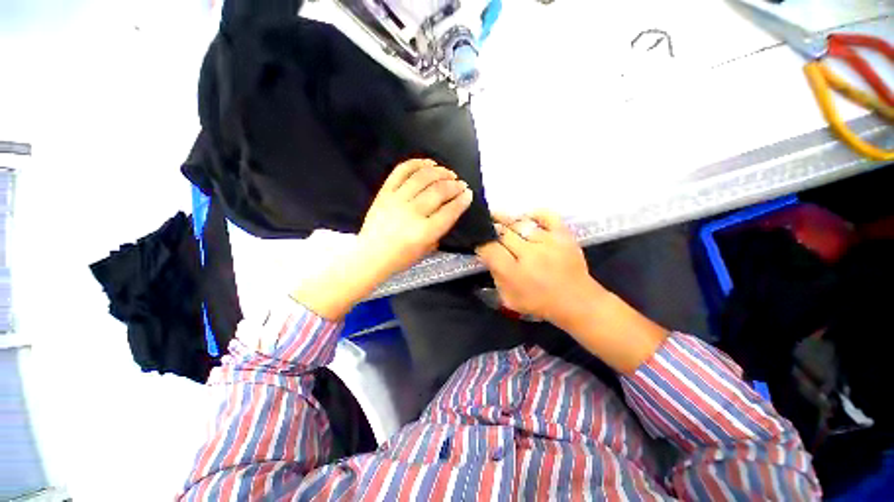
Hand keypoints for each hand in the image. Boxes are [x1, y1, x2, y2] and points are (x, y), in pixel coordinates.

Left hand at [291, 159, 471, 319]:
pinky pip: (401, 171)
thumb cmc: (400, 259)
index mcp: (424, 232)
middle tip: (461, 184)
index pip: (450, 211)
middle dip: (454, 185)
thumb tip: (449, 210)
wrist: (370, 256)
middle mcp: (412, 213)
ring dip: (440, 172)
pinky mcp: (384, 193)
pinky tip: (429, 163)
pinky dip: (417, 163)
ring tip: (448, 173)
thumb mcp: (427, 250)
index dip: (462, 199)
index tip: (468, 193)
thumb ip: (440, 231)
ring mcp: (396, 200)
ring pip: (423, 177)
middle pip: (438, 191)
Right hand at [477, 210, 666, 372]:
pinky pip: (546, 216)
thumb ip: (495, 276)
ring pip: (520, 223)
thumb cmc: (539, 302)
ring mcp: (548, 242)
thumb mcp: (509, 298)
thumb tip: (487, 254)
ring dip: (506, 220)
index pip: (489, 249)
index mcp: (514, 273)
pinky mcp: (563, 235)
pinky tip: (526, 217)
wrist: (576, 302)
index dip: (480, 242)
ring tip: (498, 217)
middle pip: (502, 233)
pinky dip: (534, 214)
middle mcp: (529, 254)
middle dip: (491, 228)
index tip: (478, 240)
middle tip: (486, 226)